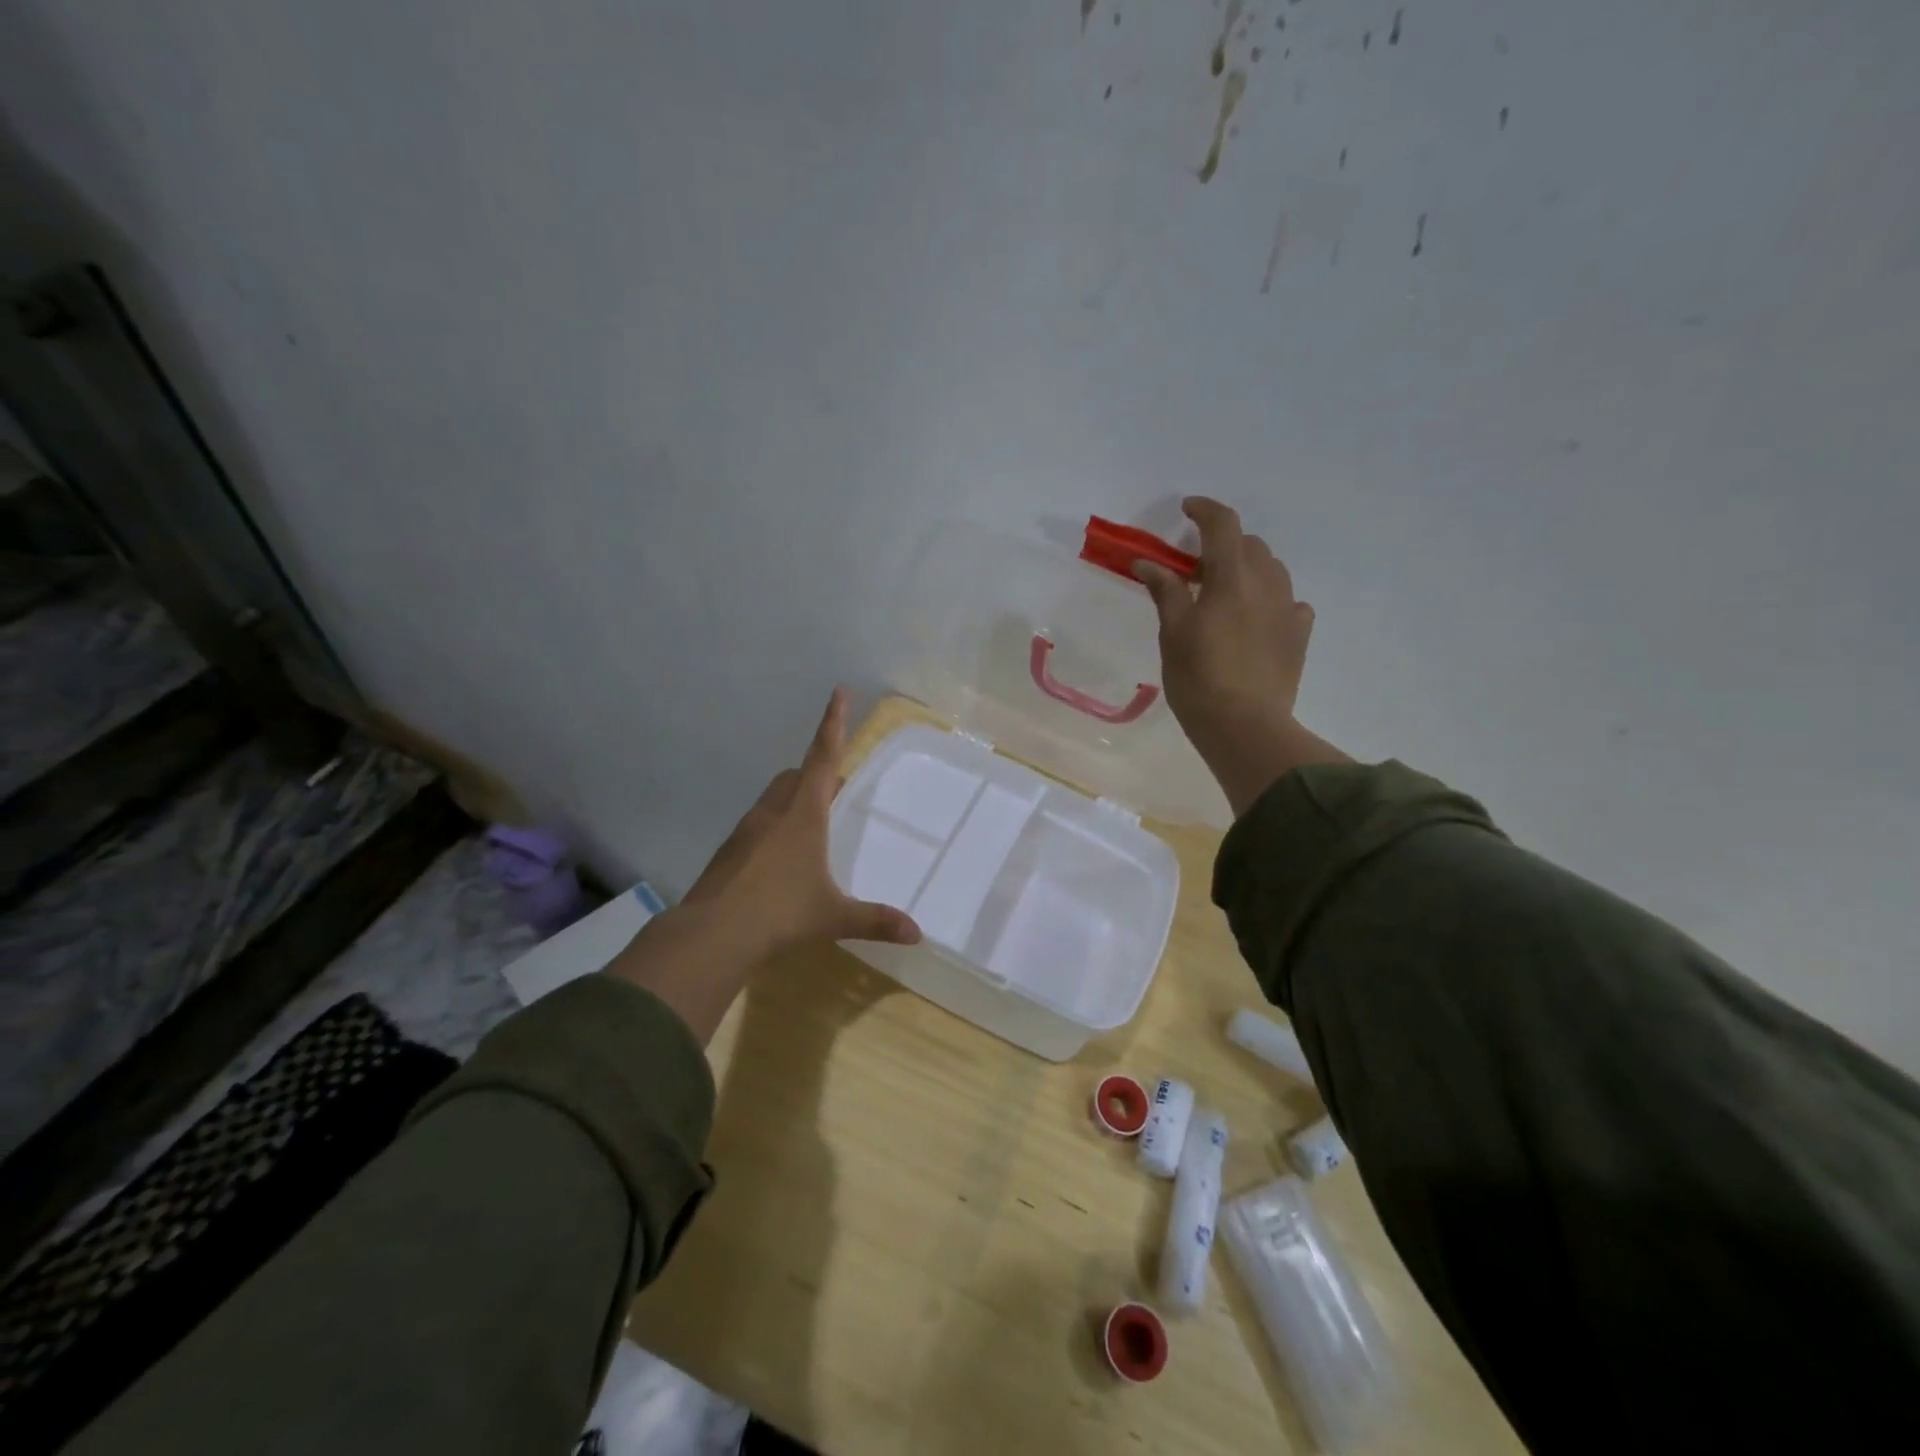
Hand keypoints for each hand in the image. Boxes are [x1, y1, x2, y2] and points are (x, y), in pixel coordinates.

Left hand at [684, 687, 921, 953]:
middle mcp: (773, 812)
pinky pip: (758, 825)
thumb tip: (916, 934)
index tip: (838, 692)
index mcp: (803, 814)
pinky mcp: (729, 851)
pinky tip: (780, 861)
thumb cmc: (780, 913)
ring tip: (811, 828)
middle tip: (835, 789)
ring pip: (774, 799)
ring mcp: (747, 830)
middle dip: (816, 773)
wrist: (711, 935)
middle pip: (796, 776)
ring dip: (794, 801)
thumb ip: (875, 920)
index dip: (833, 724)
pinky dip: (774, 828)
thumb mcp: (833, 916)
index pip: (823, 757)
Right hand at [1134, 497, 1347, 813]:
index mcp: (1232, 578)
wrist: (1244, 726)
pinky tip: (1255, 619)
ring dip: (1248, 568)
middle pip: (1250, 545)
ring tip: (1225, 591)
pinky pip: (1289, 602)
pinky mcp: (1299, 635)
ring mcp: (1288, 609)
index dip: (1205, 510)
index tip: (1187, 510)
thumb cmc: (1198, 677)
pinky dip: (1269, 598)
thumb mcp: (1174, 632)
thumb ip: (1165, 591)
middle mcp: (1267, 584)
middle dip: (1224, 544)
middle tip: (1196, 567)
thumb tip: (1147, 562)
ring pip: (1272, 570)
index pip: (1223, 525)